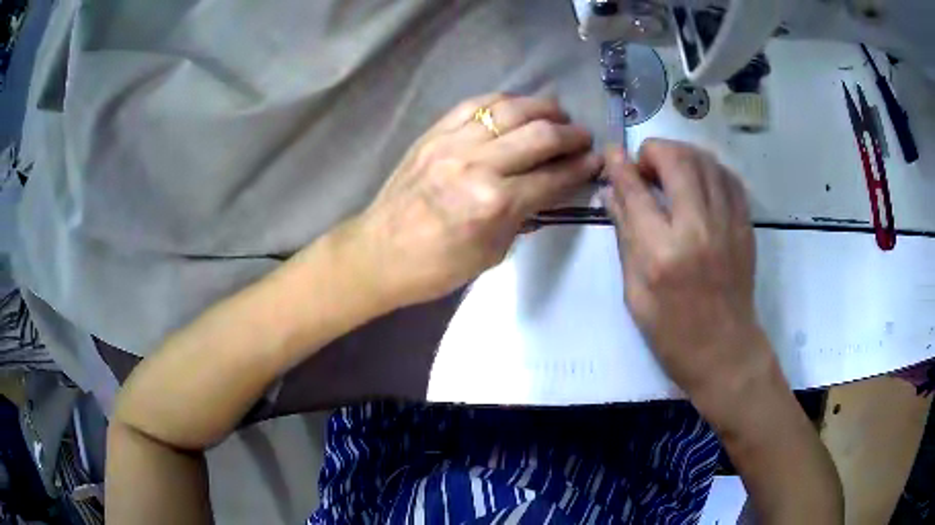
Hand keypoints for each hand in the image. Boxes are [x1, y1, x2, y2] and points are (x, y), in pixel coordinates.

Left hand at [346, 93, 601, 306]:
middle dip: (571, 133)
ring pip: (510, 109)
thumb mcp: (493, 252)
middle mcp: (478, 165)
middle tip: (582, 137)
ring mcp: (453, 143)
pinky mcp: (434, 133)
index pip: (553, 177)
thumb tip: (550, 187)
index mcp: (495, 204)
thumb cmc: (437, 266)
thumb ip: (524, 215)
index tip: (597, 160)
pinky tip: (518, 105)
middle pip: (539, 134)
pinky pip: (474, 104)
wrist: (379, 252)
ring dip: (542, 107)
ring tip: (558, 113)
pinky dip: (503, 100)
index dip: (581, 167)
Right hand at [602, 140, 769, 403]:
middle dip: (655, 150)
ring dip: (682, 154)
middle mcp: (697, 229)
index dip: (619, 164)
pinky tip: (699, 179)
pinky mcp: (745, 227)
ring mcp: (727, 225)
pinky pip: (729, 179)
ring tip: (671, 169)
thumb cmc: (672, 332)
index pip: (636, 190)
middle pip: (677, 160)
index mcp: (661, 253)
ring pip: (706, 162)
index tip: (612, 152)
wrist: (724, 352)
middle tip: (645, 166)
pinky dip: (710, 168)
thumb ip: (625, 236)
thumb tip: (611, 193)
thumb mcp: (635, 293)